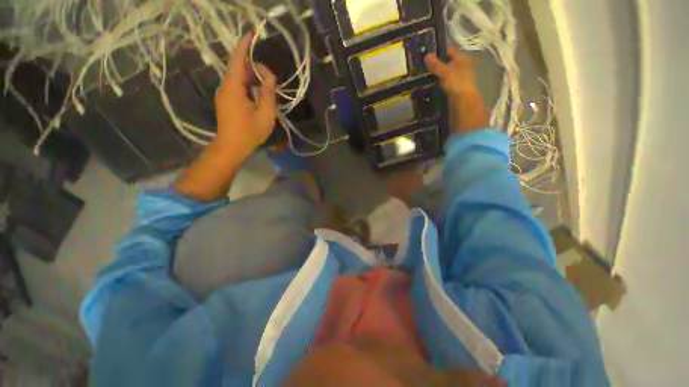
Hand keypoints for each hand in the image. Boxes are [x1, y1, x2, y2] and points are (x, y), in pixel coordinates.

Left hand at [174, 33, 276, 201]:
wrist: (232, 147)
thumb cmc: (249, 132)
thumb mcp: (265, 113)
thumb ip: (267, 92)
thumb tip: (269, 76)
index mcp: (233, 87)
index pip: (237, 59)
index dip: (245, 45)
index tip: (253, 34)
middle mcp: (226, 86)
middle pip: (238, 68)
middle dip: (254, 65)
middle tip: (270, 74)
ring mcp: (225, 94)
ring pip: (238, 78)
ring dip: (252, 77)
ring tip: (267, 83)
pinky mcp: (227, 101)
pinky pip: (238, 87)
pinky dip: (249, 85)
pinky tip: (259, 93)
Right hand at [425, 46, 488, 133]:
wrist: (465, 101)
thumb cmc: (457, 83)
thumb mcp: (445, 72)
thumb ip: (436, 64)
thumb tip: (427, 55)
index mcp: (461, 57)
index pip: (449, 48)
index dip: (439, 48)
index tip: (428, 50)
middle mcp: (463, 64)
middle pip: (449, 59)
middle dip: (438, 60)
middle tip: (425, 62)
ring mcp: (461, 75)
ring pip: (448, 69)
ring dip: (439, 71)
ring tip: (427, 72)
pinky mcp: (457, 85)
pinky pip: (447, 79)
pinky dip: (441, 79)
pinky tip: (434, 82)